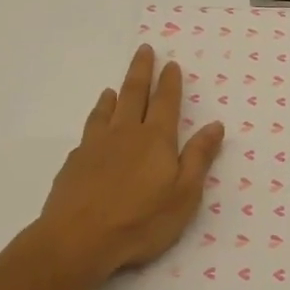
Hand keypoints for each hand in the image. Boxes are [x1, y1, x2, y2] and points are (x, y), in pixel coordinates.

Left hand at [38, 45, 225, 279]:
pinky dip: (95, 120)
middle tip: (144, 50)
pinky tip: (94, 129)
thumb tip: (215, 125)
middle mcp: (125, 133)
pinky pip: (88, 131)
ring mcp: (96, 145)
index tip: (171, 64)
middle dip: (141, 71)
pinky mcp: (75, 162)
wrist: (78, 238)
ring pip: (107, 111)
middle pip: (135, 94)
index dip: (170, 83)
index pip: (167, 103)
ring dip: (114, 95)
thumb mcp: (184, 195)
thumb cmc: (141, 221)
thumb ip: (198, 158)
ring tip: (114, 87)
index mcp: (156, 140)